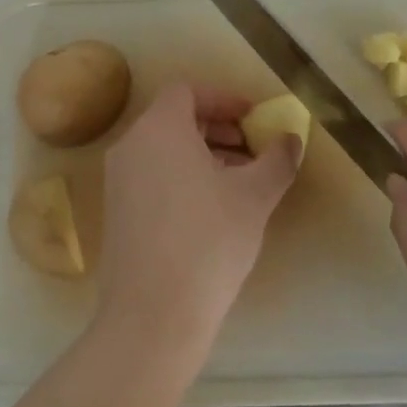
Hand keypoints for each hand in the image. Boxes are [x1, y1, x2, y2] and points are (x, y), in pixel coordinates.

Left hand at [96, 81, 302, 359]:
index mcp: (159, 128)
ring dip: (202, 154)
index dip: (224, 99)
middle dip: (217, 128)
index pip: (188, 91)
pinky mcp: (116, 212)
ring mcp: (118, 180)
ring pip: (164, 149)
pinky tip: (211, 211)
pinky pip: (152, 175)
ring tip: (238, 182)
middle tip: (251, 150)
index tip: (253, 119)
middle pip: (175, 118)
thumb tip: (290, 139)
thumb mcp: (255, 196)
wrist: (152, 315)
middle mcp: (131, 145)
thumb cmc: (208, 240)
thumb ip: (277, 159)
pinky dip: (181, 176)